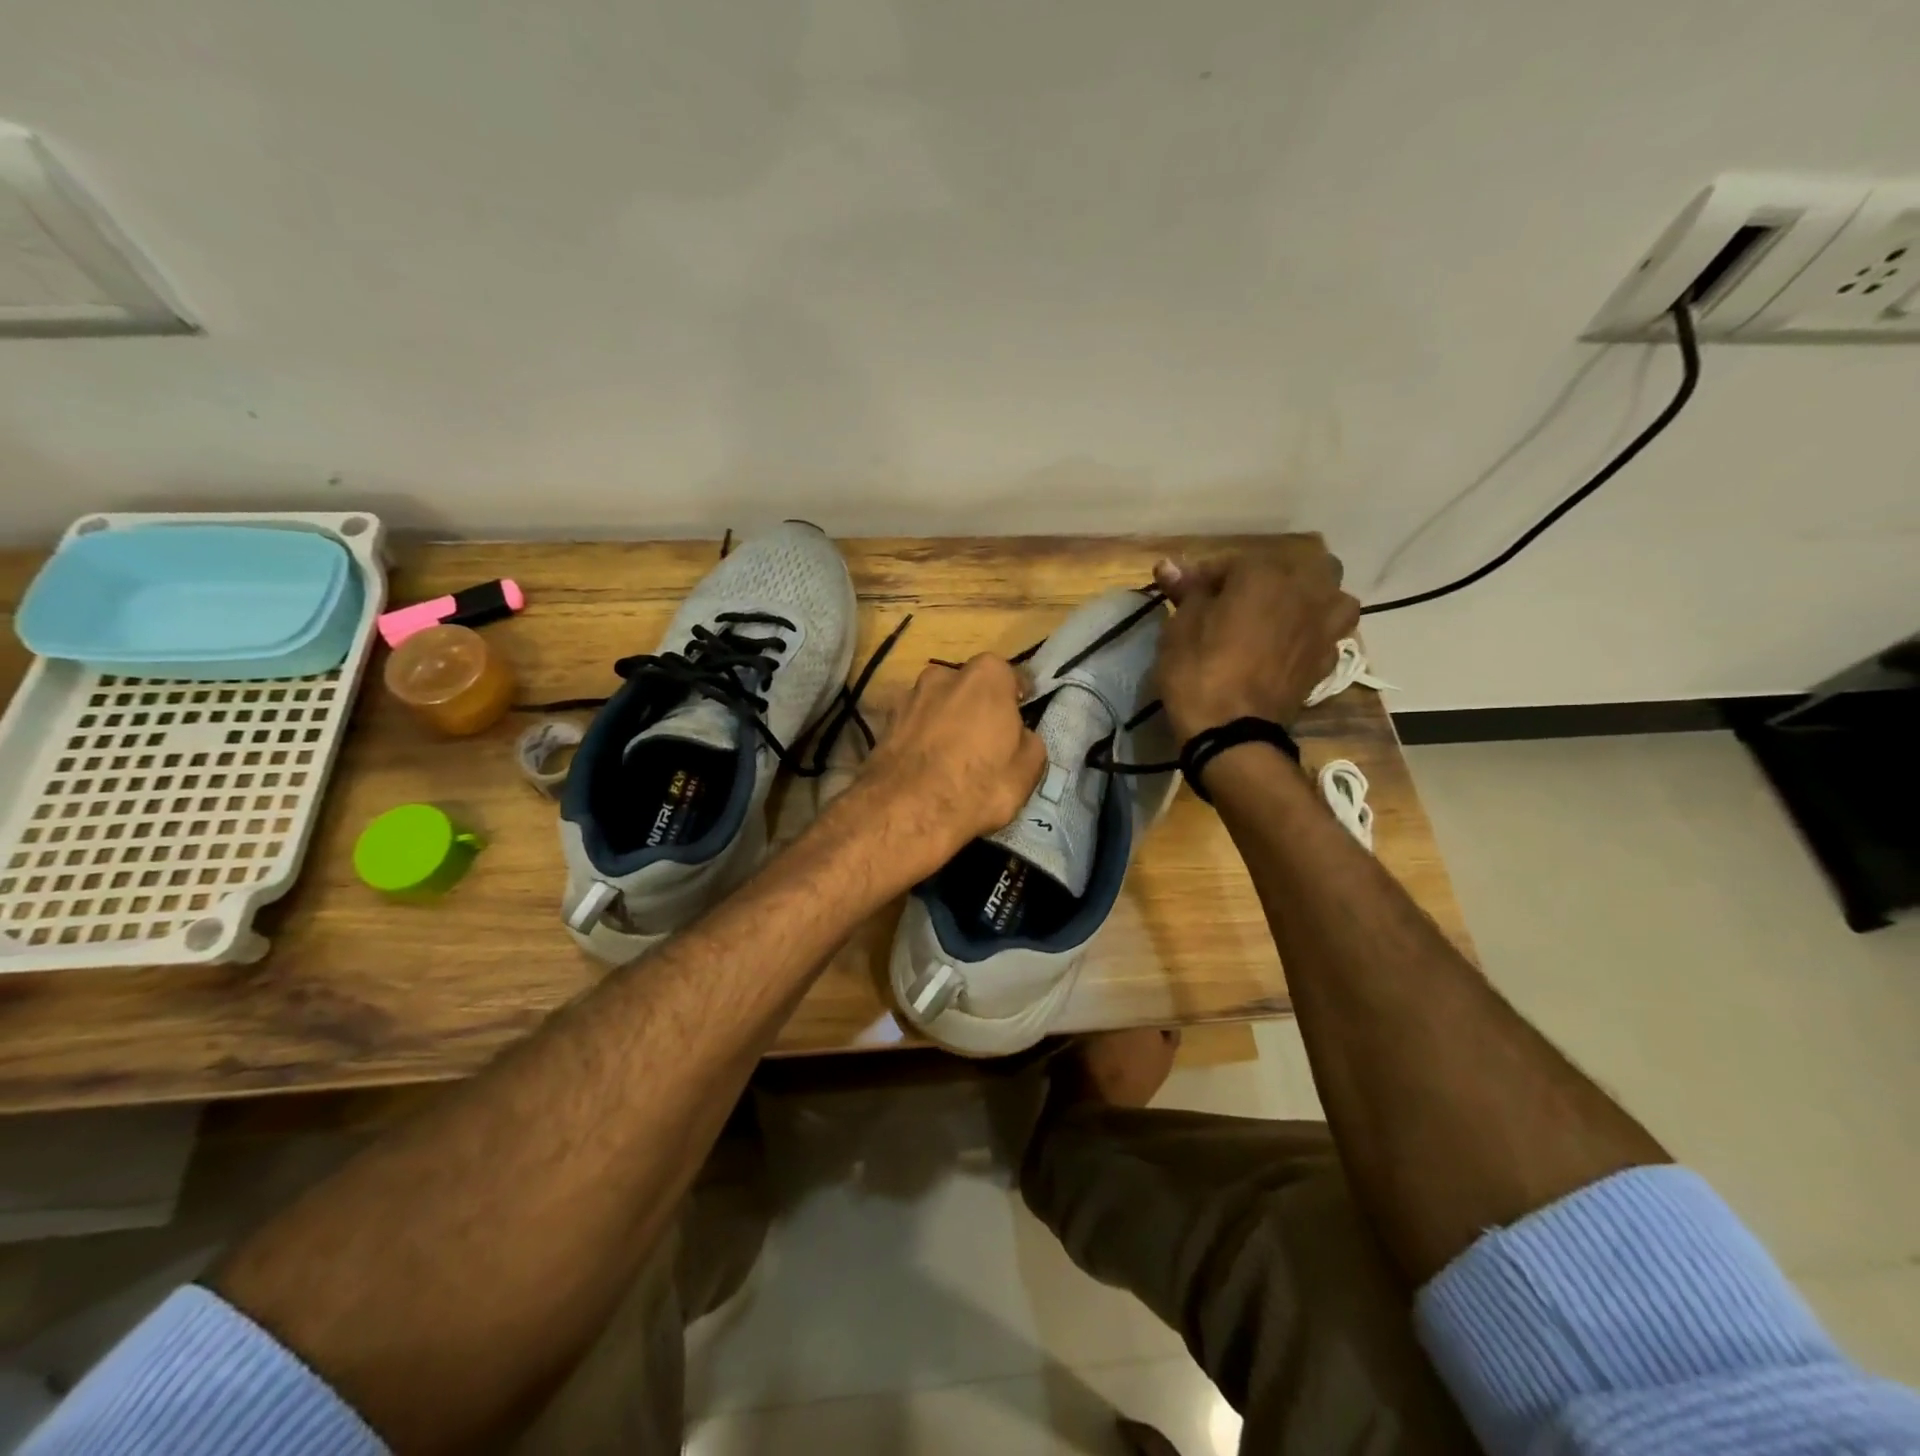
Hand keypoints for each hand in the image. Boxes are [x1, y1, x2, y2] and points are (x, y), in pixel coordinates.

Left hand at [850, 655, 1046, 876]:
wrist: (907, 811)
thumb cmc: (979, 784)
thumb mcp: (1028, 770)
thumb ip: (1028, 742)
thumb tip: (1019, 736)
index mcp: (986, 676)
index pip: (1010, 676)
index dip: (1017, 698)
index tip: (1020, 715)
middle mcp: (944, 675)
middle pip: (968, 686)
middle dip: (977, 706)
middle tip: (984, 738)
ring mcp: (909, 697)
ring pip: (937, 704)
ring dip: (945, 720)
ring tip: (951, 755)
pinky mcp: (884, 723)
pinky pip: (914, 726)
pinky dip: (921, 739)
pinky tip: (925, 766)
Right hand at [1151, 538, 1360, 741]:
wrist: (1231, 732)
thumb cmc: (1198, 672)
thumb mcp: (1180, 628)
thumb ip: (1186, 591)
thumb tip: (1169, 564)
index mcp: (1264, 575)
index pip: (1232, 563)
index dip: (1206, 577)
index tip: (1187, 595)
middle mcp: (1304, 591)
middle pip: (1302, 566)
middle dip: (1276, 577)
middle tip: (1244, 599)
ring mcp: (1323, 627)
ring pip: (1333, 596)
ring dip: (1313, 600)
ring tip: (1286, 615)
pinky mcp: (1327, 660)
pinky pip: (1329, 634)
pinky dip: (1314, 634)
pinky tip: (1293, 646)